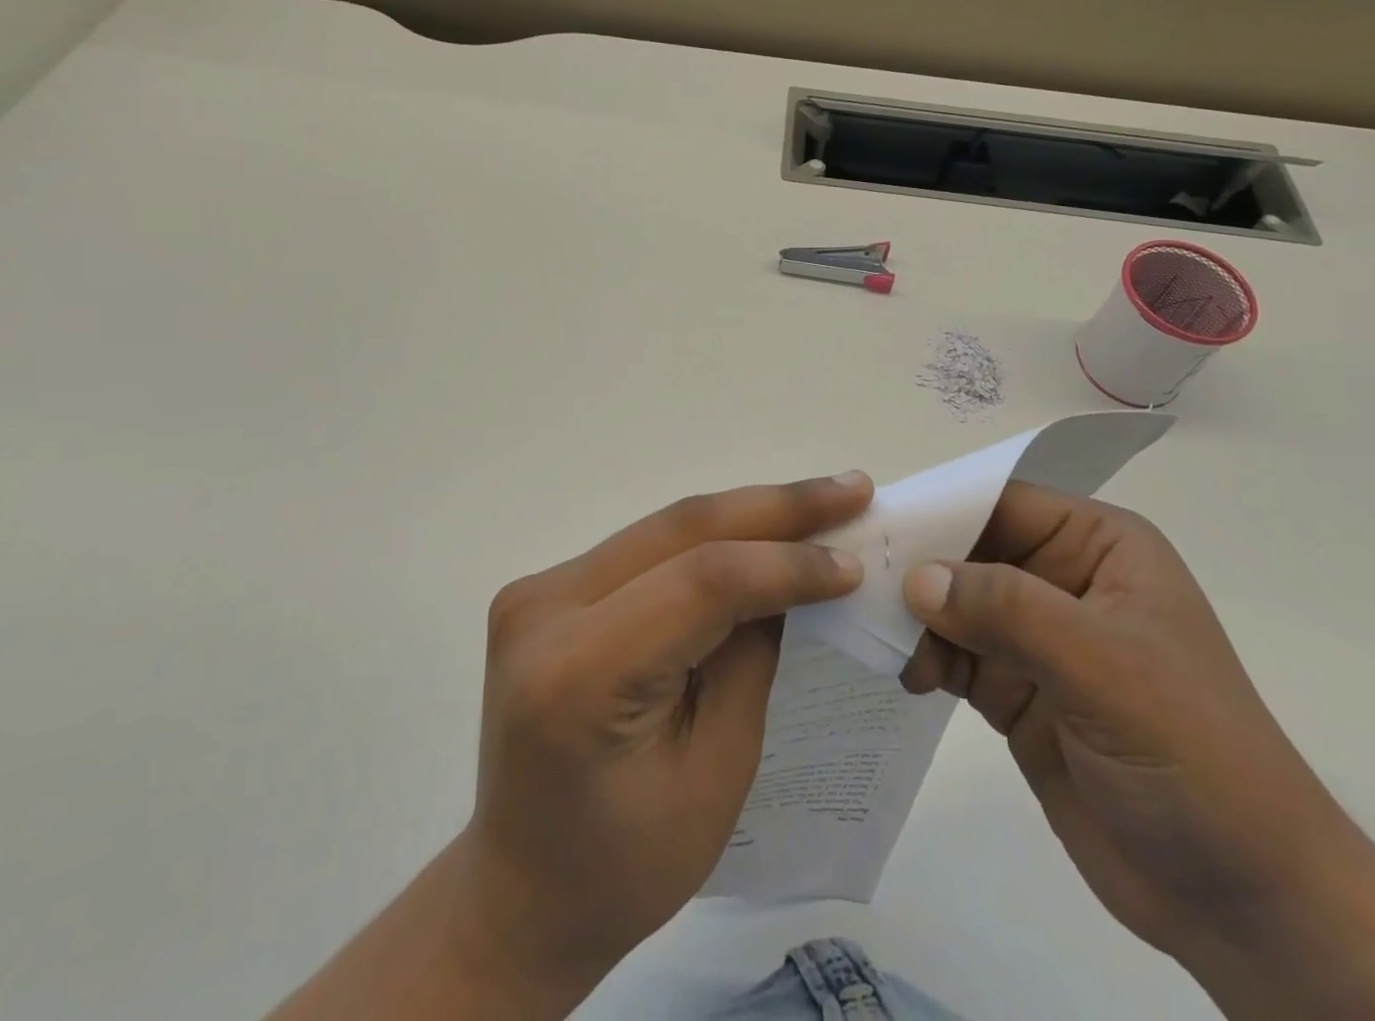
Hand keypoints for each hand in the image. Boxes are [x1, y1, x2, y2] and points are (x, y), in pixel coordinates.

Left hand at [269, 472, 871, 1020]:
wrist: (521, 886)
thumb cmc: (626, 862)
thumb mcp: (716, 771)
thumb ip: (752, 656)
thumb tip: (796, 574)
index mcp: (578, 675)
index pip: (700, 583)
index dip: (785, 564)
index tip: (854, 561)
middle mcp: (544, 610)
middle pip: (681, 529)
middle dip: (776, 507)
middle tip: (851, 488)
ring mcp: (538, 590)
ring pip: (666, 527)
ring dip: (748, 513)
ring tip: (822, 501)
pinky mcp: (548, 587)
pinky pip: (647, 547)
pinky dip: (711, 536)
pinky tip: (761, 530)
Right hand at [899, 485, 1374, 1020]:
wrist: (1247, 905)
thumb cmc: (1194, 758)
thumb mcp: (1104, 668)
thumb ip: (1008, 610)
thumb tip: (915, 576)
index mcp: (1098, 546)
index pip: (1001, 504)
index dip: (938, 509)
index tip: (872, 526)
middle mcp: (1062, 579)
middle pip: (968, 550)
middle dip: (917, 565)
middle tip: (855, 584)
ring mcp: (1037, 638)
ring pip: (953, 602)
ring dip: (915, 617)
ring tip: (884, 643)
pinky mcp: (1016, 690)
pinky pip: (954, 653)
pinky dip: (924, 656)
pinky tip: (907, 676)